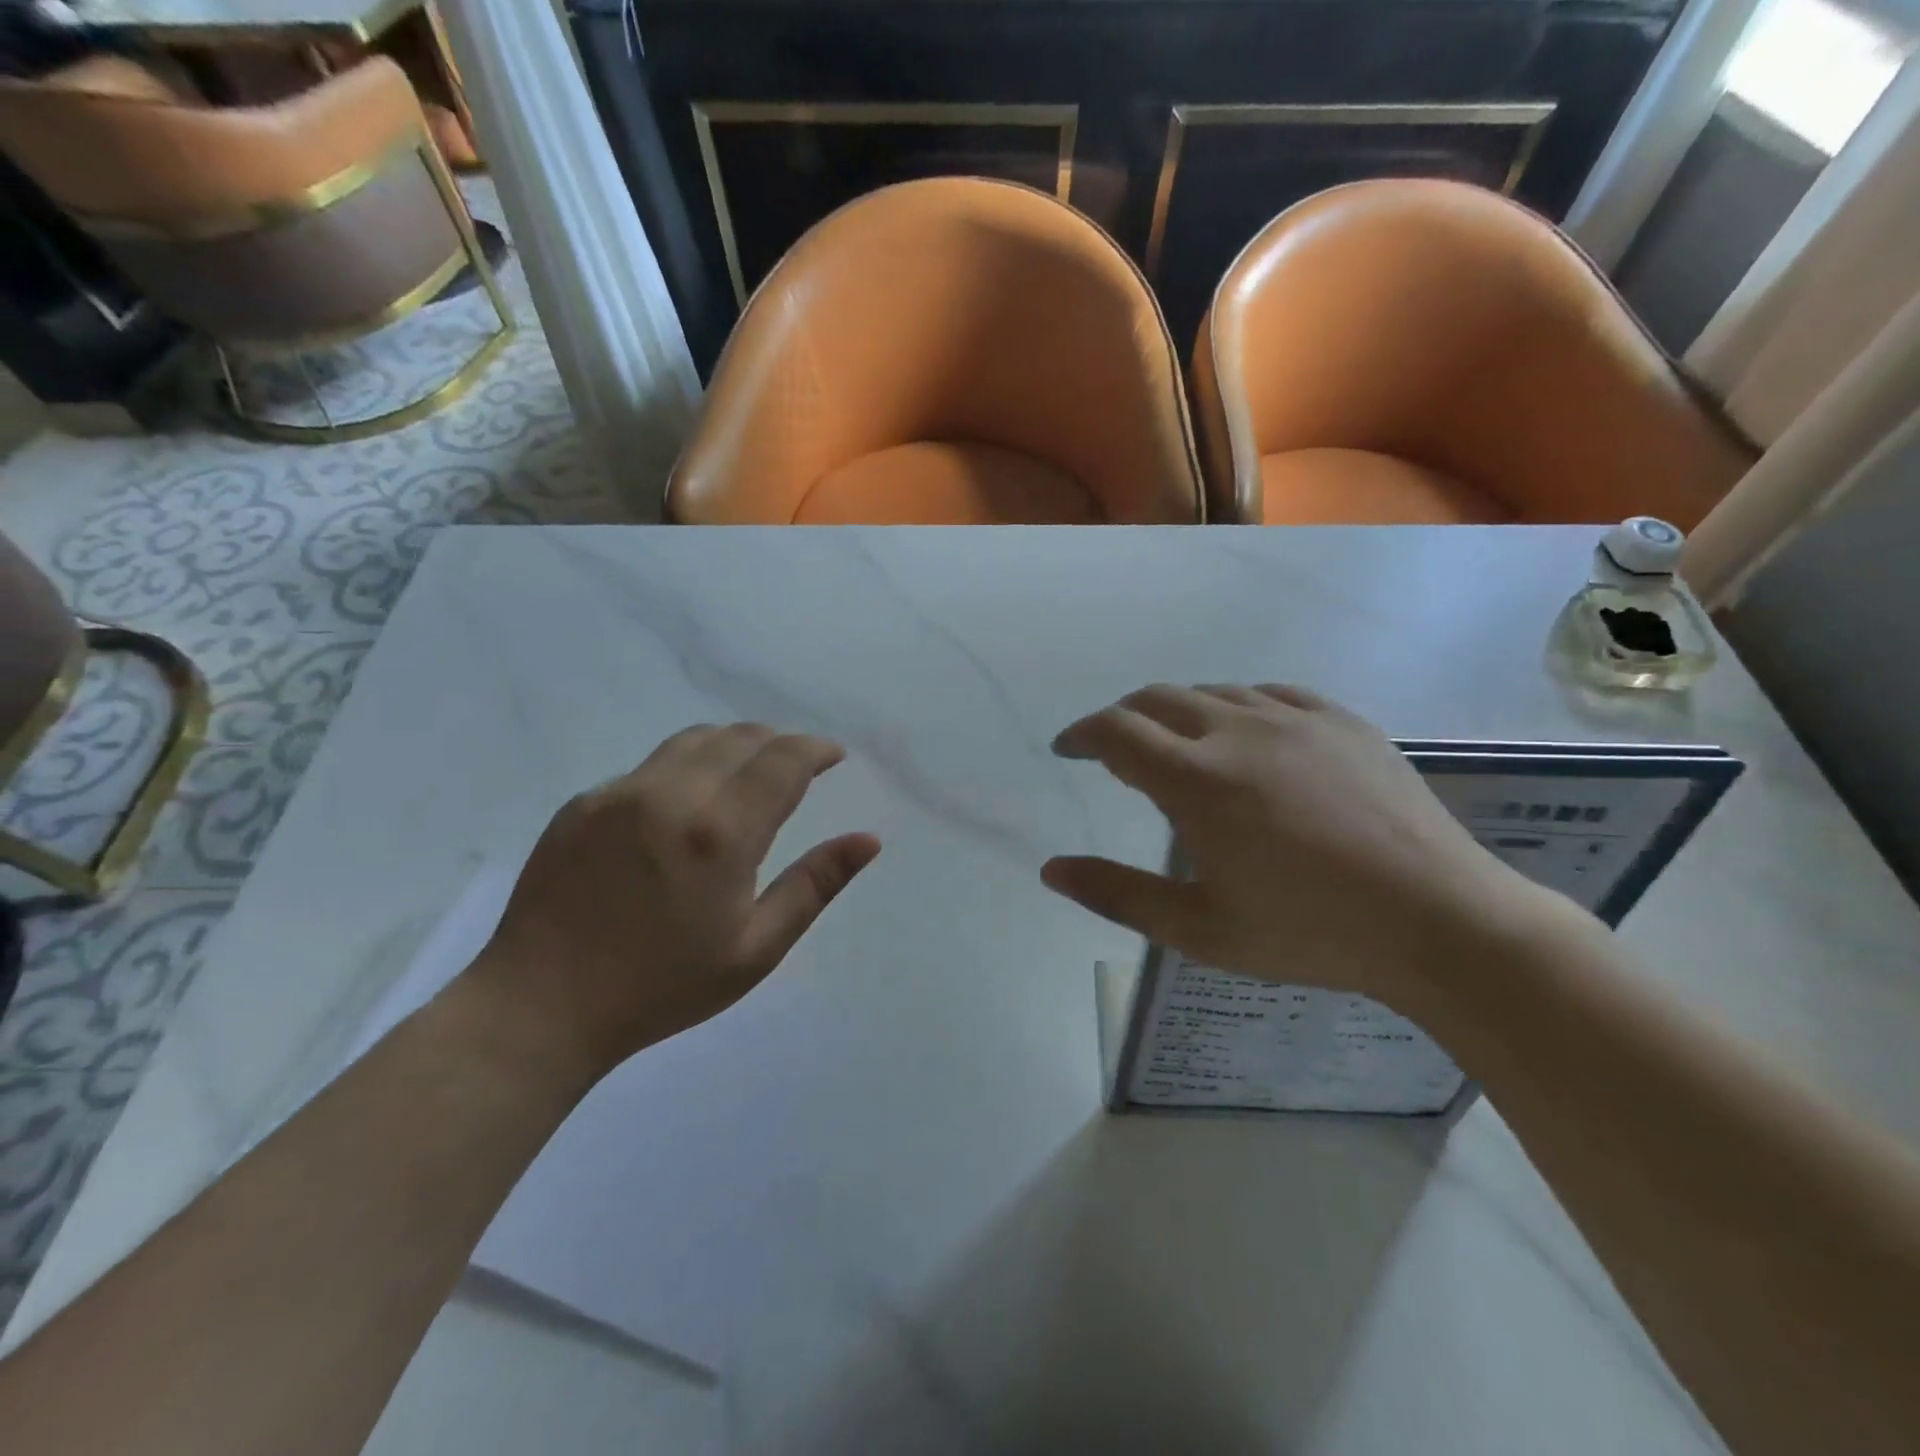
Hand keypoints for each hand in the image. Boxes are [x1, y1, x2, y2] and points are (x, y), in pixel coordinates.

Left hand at [470, 724, 879, 1075]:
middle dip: (779, 741)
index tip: (833, 756)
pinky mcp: (583, 802)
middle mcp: (670, 795)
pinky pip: (651, 765)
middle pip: (740, 738)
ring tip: (750, 770)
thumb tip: (868, 840)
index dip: (815, 750)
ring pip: (694, 741)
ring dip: (734, 744)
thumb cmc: (661, 986)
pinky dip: (687, 767)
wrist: (540, 1007)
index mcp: (719, 833)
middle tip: (799, 764)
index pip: (782, 762)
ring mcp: (619, 793)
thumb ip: (814, 885)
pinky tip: (687, 804)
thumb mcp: (756, 949)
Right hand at [1041, 684, 1551, 1009]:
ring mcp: (1296, 719)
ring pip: (1213, 692)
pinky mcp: (1342, 722)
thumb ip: (1117, 894)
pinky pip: (1271, 694)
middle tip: (1112, 750)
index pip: (1116, 732)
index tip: (1068, 749)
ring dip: (1178, 713)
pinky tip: (1247, 736)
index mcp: (1198, 780)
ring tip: (1179, 748)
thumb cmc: (1309, 932)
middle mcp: (1239, 731)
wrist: (1441, 921)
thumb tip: (1051, 870)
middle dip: (1122, 718)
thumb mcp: (1199, 929)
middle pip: (1157, 699)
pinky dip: (1237, 708)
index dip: (1082, 735)